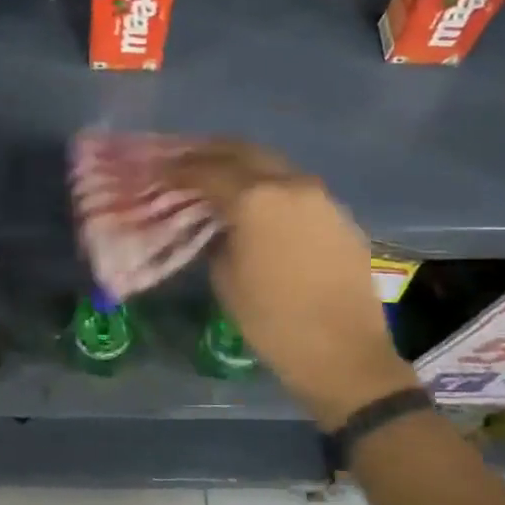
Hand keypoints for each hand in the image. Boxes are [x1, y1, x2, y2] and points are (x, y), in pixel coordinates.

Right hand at [167, 141, 414, 429]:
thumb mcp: (226, 279)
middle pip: (242, 151)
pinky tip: (258, 204)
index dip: (178, 169)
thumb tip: (217, 222)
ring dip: (243, 166)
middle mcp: (289, 184)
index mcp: (255, 198)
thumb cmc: (273, 321)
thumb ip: (216, 237)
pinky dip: (270, 185)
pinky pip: (296, 187)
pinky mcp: (339, 214)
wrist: (345, 354)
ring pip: (273, 164)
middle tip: (186, 162)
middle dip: (210, 153)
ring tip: (219, 178)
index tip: (159, 171)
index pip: (206, 170)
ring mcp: (320, 196)